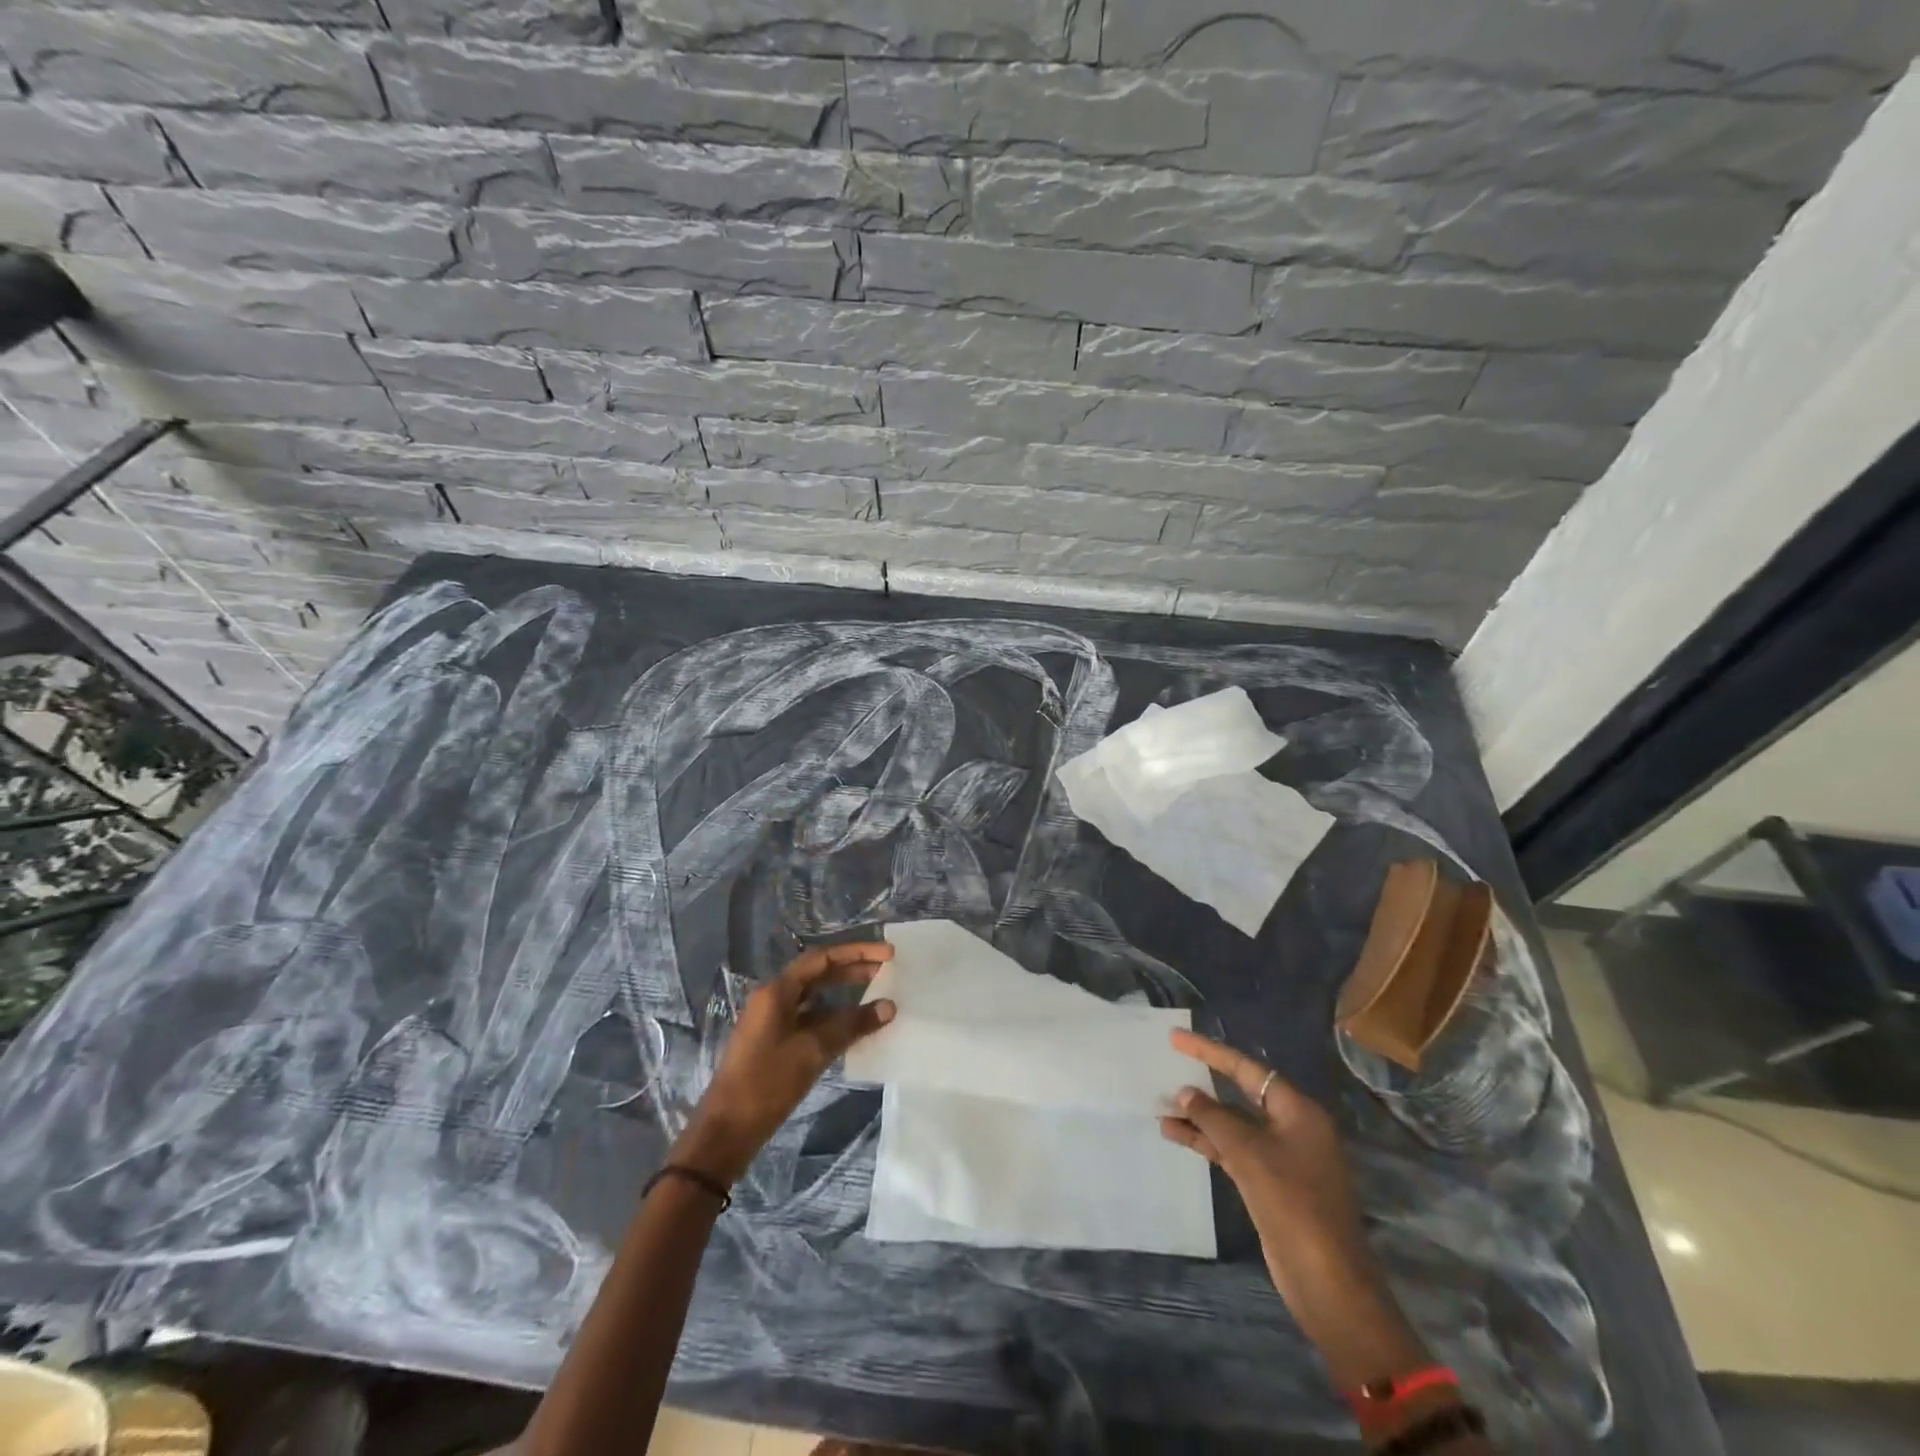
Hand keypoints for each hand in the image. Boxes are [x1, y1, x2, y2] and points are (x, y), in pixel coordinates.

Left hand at [671, 942, 895, 1185]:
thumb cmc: (767, 1083)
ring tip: (877, 996)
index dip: (857, 952)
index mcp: (777, 991)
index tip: (887, 953)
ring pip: (816, 998)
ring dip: (845, 995)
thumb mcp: (813, 1051)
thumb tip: (889, 1006)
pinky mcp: (776, 1042)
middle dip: (853, 970)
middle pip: (819, 974)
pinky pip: (810, 1019)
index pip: (822, 958)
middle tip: (887, 970)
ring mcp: (773, 1021)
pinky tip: (855, 1027)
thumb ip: (852, 1025)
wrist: (727, 1130)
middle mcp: (774, 998)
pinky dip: (834, 1018)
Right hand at [1160, 1029, 1428, 1388]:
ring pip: (1233, 1125)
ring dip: (1199, 1117)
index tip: (1176, 1038)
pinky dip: (1206, 1142)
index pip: (1246, 1068)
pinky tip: (1176, 1136)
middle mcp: (1291, 1127)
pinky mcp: (1270, 1183)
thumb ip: (1214, 1118)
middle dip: (1203, 1084)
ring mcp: (1281, 1157)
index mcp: (1297, 1110)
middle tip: (1166, 1068)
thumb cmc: (1293, 1204)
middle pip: (1240, 1093)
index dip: (1210, 1051)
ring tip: (1161, 1108)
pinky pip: (1232, 1150)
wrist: (1327, 1281)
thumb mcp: (1249, 1154)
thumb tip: (1186, 1092)